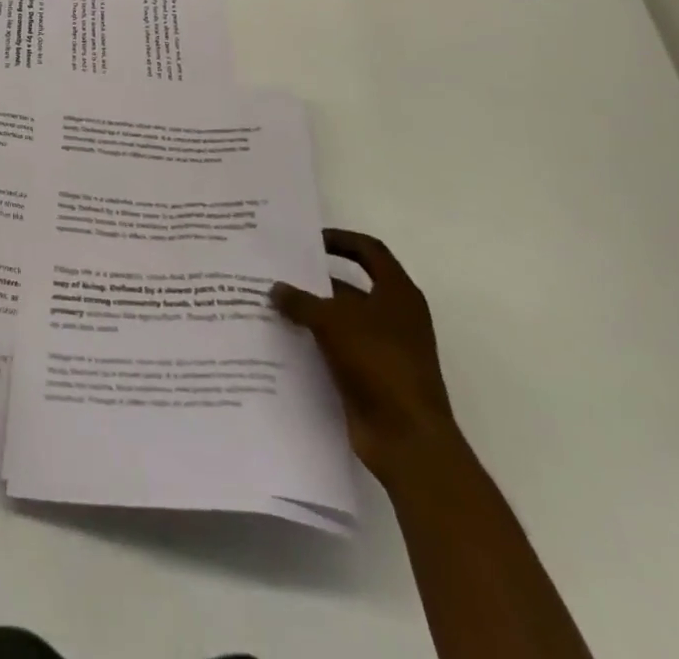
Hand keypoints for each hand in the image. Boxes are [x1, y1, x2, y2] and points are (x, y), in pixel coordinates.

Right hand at [273, 229, 459, 483]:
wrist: (408, 439)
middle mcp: (394, 317)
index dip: (340, 240)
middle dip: (314, 279)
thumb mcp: (333, 321)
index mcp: (398, 294)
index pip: (369, 250)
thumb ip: (301, 301)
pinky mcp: (370, 377)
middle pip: (350, 286)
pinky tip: (282, 339)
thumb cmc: (378, 363)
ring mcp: (383, 349)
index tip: (307, 241)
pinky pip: (336, 348)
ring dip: (310, 313)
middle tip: (276, 271)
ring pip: (340, 319)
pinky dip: (313, 342)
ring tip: (270, 304)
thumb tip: (276, 289)